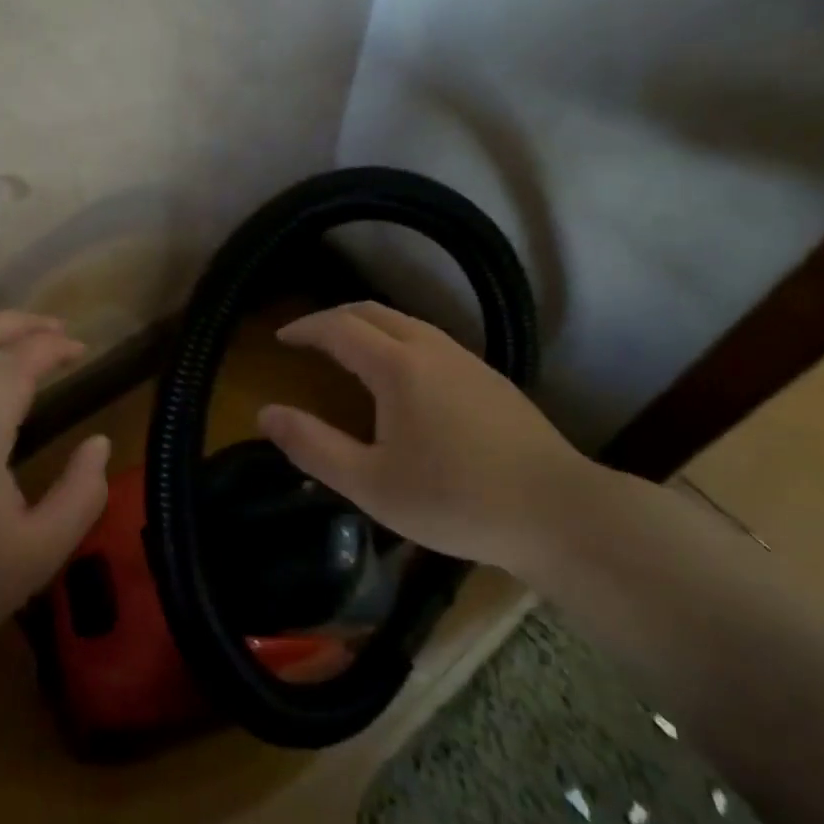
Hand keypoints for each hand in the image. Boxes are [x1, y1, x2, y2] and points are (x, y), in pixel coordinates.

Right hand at [256, 302, 615, 574]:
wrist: (559, 512)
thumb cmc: (455, 500)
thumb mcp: (370, 485)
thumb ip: (313, 446)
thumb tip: (265, 414)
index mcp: (398, 366)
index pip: (338, 327)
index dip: (304, 328)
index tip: (280, 339)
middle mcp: (431, 348)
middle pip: (372, 311)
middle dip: (332, 318)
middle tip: (306, 339)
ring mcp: (466, 359)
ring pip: (404, 322)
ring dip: (366, 326)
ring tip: (345, 352)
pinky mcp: (489, 377)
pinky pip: (428, 339)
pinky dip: (395, 340)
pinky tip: (399, 377)